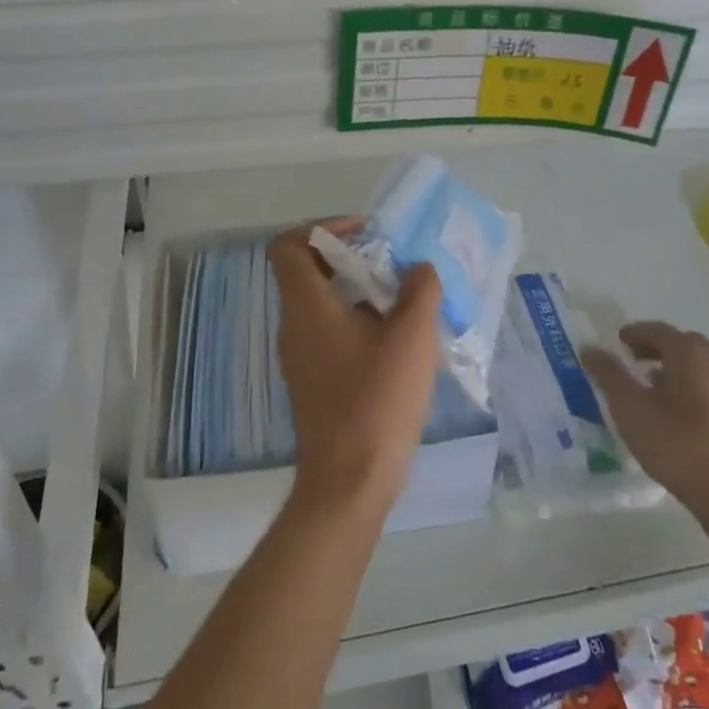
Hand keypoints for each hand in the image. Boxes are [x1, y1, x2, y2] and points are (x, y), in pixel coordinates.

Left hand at [268, 220, 441, 521]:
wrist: (350, 481)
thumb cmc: (377, 400)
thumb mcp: (411, 336)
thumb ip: (420, 290)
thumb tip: (419, 270)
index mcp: (306, 307)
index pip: (289, 246)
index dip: (323, 228)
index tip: (365, 235)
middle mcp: (294, 327)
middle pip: (310, 273)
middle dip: (354, 260)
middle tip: (395, 266)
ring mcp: (301, 358)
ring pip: (324, 306)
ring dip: (362, 294)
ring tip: (406, 302)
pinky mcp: (314, 383)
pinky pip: (332, 335)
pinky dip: (360, 324)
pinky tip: (400, 343)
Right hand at [582, 323, 708, 517]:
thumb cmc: (675, 443)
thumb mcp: (630, 407)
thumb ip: (608, 374)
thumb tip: (589, 348)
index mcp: (689, 354)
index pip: (658, 330)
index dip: (635, 332)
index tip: (617, 340)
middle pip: (681, 343)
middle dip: (654, 345)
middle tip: (631, 357)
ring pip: (696, 364)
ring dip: (671, 365)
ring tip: (647, 382)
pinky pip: (705, 384)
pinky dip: (685, 383)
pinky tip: (670, 407)